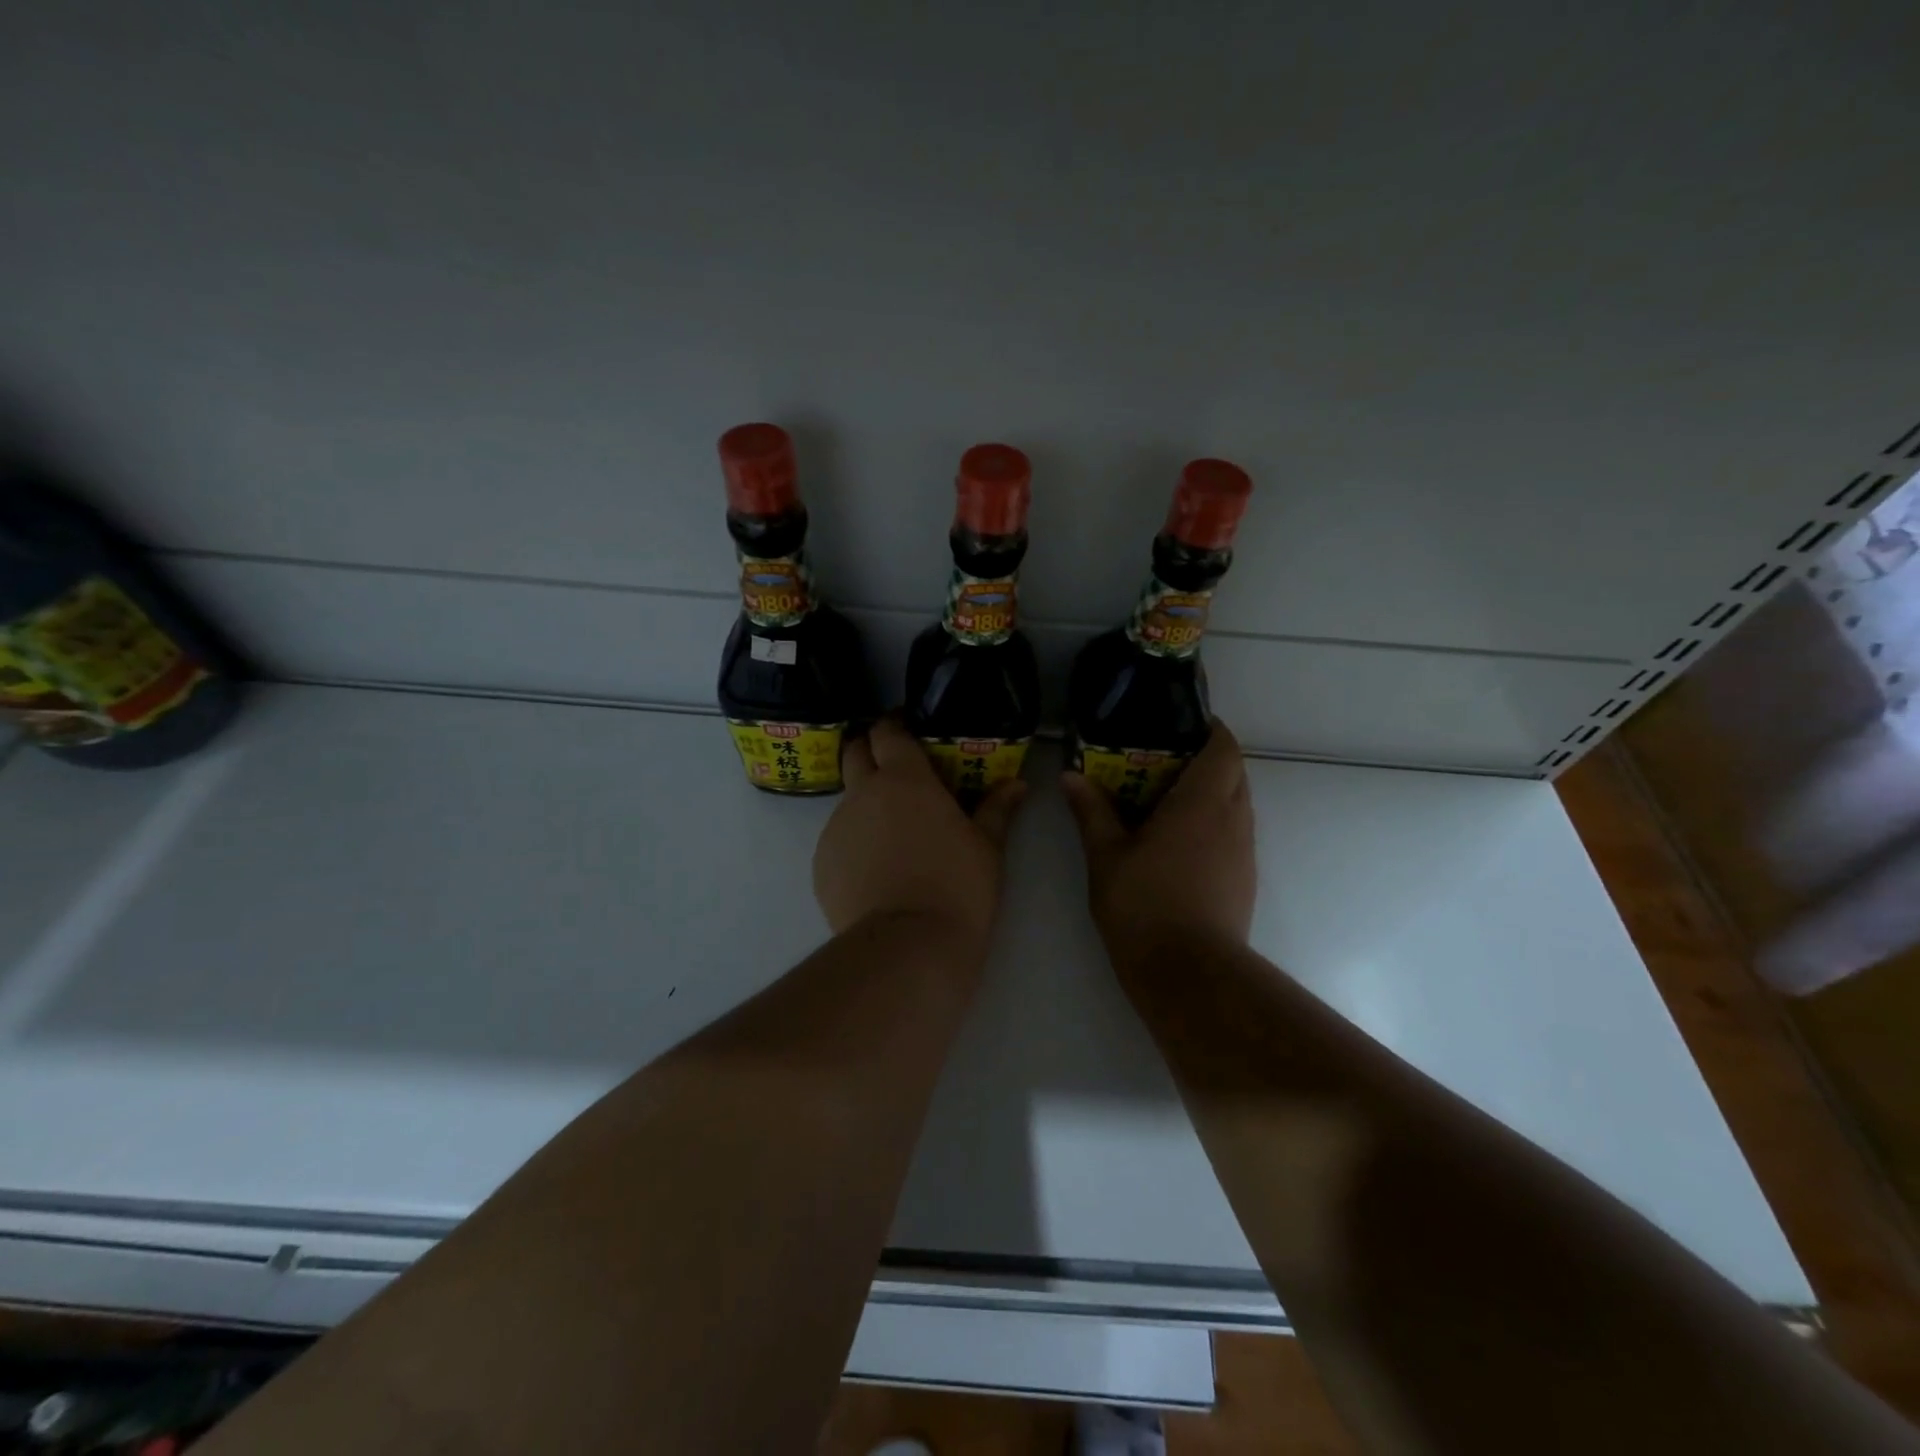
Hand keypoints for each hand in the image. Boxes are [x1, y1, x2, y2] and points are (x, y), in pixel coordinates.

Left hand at [813, 718, 1027, 957]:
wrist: (908, 948)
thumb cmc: (958, 887)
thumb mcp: (988, 848)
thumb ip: (998, 809)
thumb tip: (1018, 784)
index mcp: (904, 779)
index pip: (887, 731)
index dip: (895, 725)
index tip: (909, 731)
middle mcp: (861, 794)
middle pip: (854, 753)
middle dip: (870, 752)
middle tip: (897, 772)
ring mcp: (835, 829)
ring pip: (847, 801)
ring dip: (866, 805)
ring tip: (894, 837)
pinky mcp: (821, 865)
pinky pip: (838, 841)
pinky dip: (856, 844)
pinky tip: (878, 873)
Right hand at [1061, 722, 1256, 973]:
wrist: (1190, 975)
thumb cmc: (1144, 905)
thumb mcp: (1106, 856)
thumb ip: (1091, 811)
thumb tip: (1070, 776)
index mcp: (1202, 803)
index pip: (1224, 747)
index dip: (1210, 730)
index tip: (1180, 726)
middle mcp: (1233, 819)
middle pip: (1233, 773)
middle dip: (1205, 760)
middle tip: (1160, 763)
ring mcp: (1244, 852)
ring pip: (1236, 804)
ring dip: (1209, 794)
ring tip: (1164, 800)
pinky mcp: (1245, 879)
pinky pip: (1234, 833)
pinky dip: (1212, 824)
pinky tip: (1177, 844)